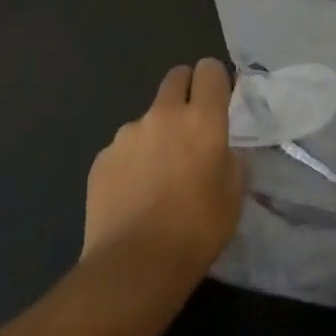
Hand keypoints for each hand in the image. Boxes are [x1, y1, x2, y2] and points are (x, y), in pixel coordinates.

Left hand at [84, 60, 245, 282]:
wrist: (134, 264)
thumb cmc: (197, 230)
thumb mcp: (233, 195)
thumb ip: (229, 158)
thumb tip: (219, 149)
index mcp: (202, 120)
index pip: (210, 70)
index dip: (216, 79)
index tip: (219, 99)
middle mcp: (162, 115)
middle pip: (175, 78)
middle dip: (186, 90)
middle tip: (191, 126)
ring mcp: (126, 135)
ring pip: (148, 118)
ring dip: (157, 133)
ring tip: (159, 176)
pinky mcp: (102, 158)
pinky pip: (124, 148)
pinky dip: (133, 161)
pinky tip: (135, 194)